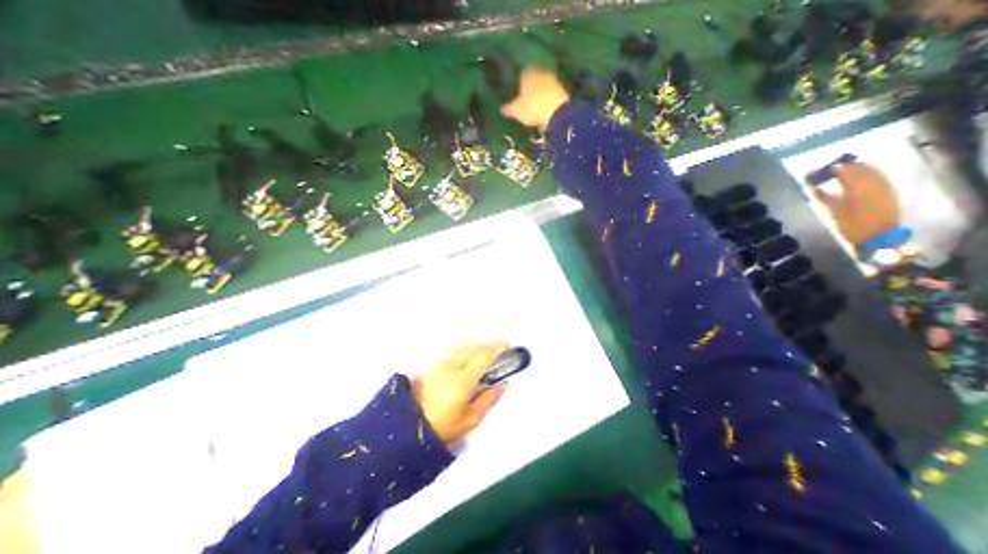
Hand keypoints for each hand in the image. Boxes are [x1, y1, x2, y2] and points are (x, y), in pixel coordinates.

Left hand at [413, 343, 512, 444]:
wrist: (409, 426)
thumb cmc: (444, 426)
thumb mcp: (470, 419)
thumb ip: (489, 399)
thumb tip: (503, 384)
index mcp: (464, 380)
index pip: (484, 356)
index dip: (497, 348)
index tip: (507, 346)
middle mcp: (452, 366)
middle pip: (474, 347)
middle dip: (489, 345)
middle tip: (498, 351)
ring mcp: (441, 364)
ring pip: (463, 346)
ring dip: (476, 345)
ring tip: (484, 353)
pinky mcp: (433, 364)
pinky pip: (454, 350)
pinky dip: (465, 348)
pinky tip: (467, 355)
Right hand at [502, 66, 572, 129]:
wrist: (557, 112)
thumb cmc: (532, 107)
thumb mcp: (517, 111)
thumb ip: (509, 108)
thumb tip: (502, 109)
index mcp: (527, 72)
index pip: (522, 74)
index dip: (520, 83)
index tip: (518, 93)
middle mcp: (541, 71)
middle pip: (534, 78)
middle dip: (531, 87)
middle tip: (527, 99)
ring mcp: (553, 79)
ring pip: (544, 85)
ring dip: (541, 93)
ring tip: (536, 105)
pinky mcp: (562, 90)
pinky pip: (552, 93)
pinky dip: (549, 99)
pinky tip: (545, 107)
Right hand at [811, 160, 900, 243]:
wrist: (878, 236)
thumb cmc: (852, 225)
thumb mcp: (834, 212)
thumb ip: (825, 198)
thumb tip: (815, 188)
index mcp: (859, 188)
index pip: (848, 172)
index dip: (836, 168)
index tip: (824, 168)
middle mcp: (874, 183)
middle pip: (863, 169)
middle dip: (849, 166)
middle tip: (835, 168)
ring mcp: (885, 187)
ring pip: (873, 171)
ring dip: (860, 169)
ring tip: (848, 170)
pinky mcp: (889, 192)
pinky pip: (879, 177)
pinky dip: (870, 174)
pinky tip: (862, 177)